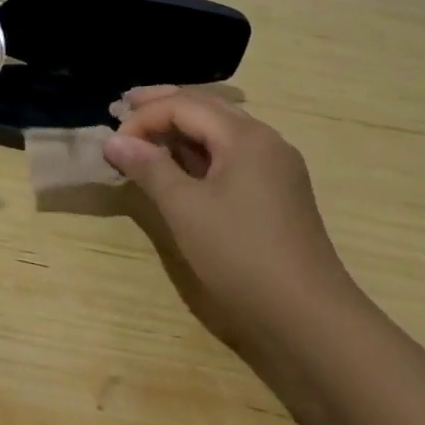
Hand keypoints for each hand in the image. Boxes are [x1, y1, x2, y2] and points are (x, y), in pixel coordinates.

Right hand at [102, 89, 354, 344]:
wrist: (312, 320)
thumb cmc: (242, 256)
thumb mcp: (185, 209)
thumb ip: (148, 168)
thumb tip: (113, 141)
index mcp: (245, 137)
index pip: (183, 106)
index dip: (143, 119)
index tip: (113, 144)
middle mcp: (264, 141)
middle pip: (205, 107)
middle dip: (161, 105)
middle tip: (122, 106)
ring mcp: (275, 167)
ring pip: (219, 130)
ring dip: (180, 126)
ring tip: (144, 131)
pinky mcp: (277, 192)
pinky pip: (230, 154)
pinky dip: (198, 150)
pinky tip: (178, 162)